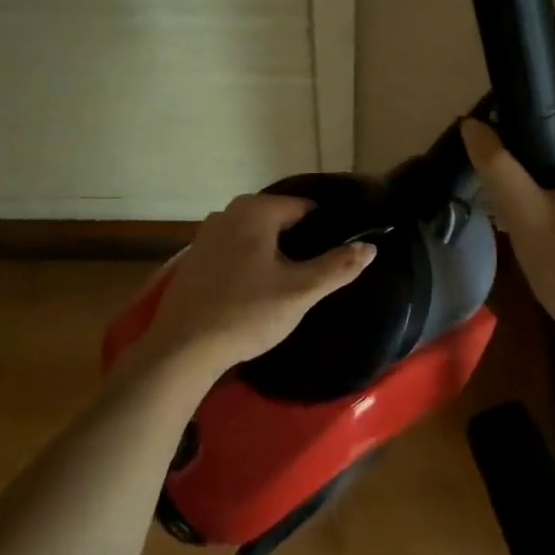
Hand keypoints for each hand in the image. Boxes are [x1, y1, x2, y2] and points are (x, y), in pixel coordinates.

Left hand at [138, 193, 376, 374]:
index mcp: (256, 209)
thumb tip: (370, 247)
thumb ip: (337, 266)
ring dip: (273, 252)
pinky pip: (234, 249)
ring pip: (255, 235)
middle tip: (316, 272)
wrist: (183, 347)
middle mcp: (229, 211)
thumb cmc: (247, 313)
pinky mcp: (195, 256)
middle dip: (299, 241)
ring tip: (290, 282)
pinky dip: (249, 261)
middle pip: (279, 219)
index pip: (305, 208)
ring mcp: (207, 232)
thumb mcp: (300, 292)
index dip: (325, 229)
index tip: (337, 254)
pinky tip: (256, 288)